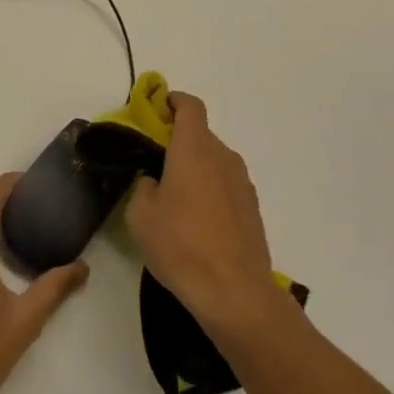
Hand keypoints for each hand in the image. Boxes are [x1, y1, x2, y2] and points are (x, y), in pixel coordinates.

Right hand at [126, 92, 284, 340]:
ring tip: (175, 199)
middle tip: (156, 164)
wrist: (234, 292)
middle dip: (179, 142)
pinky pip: (226, 186)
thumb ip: (145, 187)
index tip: (158, 108)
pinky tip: (197, 222)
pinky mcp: (252, 208)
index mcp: (194, 149)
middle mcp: (223, 157)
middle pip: (201, 135)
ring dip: (196, 169)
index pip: (190, 106)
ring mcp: (242, 182)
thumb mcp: (141, 216)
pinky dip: (211, 191)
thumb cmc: (181, 245)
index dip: (174, 101)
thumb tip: (156, 182)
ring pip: (215, 162)